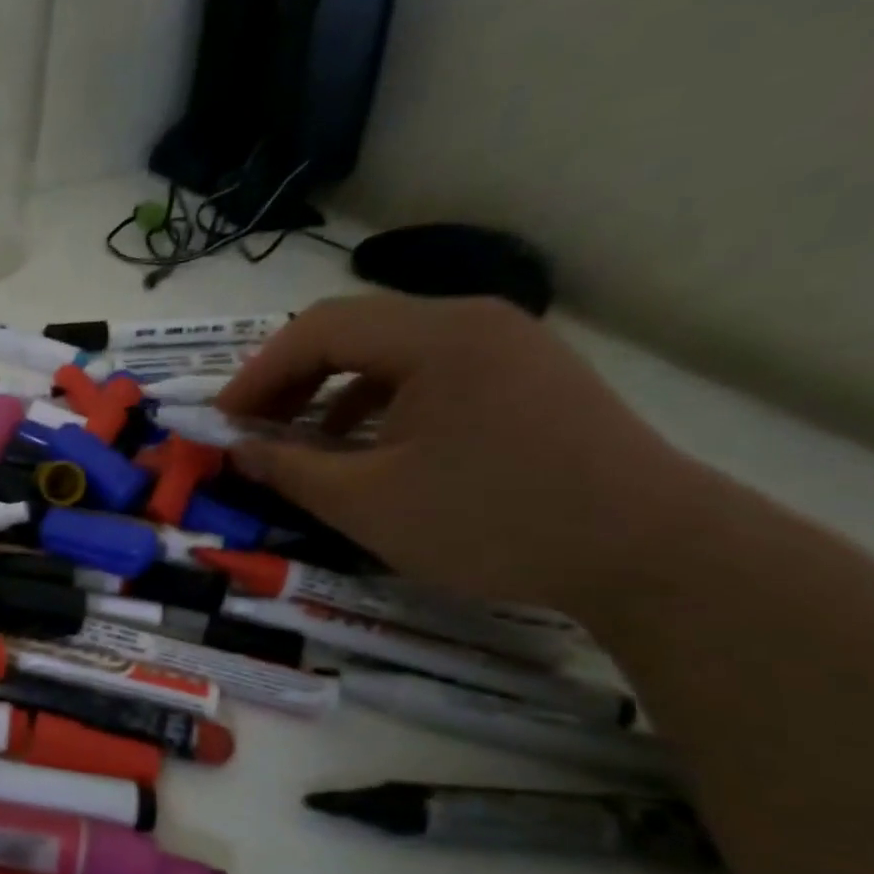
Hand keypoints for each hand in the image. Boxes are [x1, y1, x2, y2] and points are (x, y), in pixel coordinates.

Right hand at [216, 294, 711, 615]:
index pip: (316, 330)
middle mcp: (471, 321)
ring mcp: (506, 345)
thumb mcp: (367, 503)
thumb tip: (237, 449)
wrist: (652, 553)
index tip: (220, 423)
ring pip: (388, 350)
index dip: (256, 375)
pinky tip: (364, 445)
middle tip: (250, 427)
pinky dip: (377, 401)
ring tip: (298, 438)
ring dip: (330, 389)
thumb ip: (289, 469)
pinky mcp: (524, 377)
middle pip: (352, 329)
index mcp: (434, 337)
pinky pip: (427, 372)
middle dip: (288, 379)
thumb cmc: (492, 521)